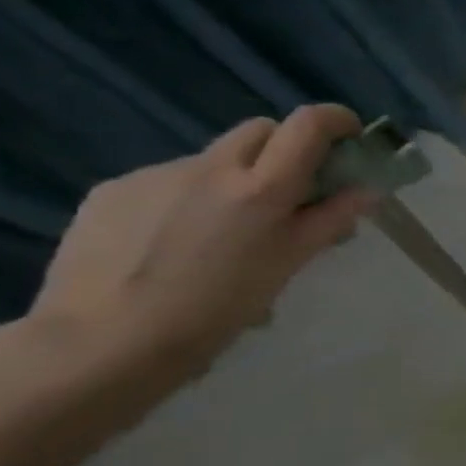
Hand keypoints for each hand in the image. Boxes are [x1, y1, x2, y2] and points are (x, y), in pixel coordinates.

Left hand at [30, 106, 379, 377]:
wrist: (99, 345)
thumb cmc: (214, 310)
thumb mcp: (287, 264)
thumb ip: (330, 219)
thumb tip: (367, 190)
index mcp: (262, 187)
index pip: (309, 124)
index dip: (335, 120)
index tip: (347, 139)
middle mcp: (211, 168)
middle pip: (262, 130)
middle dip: (284, 149)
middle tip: (288, 191)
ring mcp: (156, 175)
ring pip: (212, 159)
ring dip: (231, 180)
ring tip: (218, 233)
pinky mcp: (111, 191)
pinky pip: (165, 182)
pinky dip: (183, 200)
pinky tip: (170, 244)